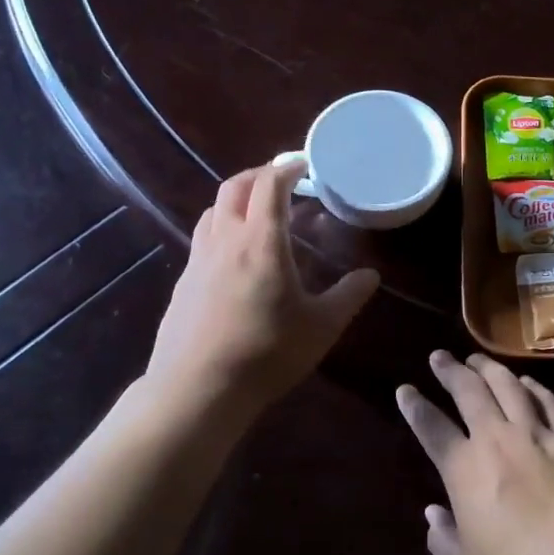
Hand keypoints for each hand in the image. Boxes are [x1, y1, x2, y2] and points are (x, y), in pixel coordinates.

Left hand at [146, 161, 378, 413]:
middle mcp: (225, 241)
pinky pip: (203, 237)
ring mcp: (198, 260)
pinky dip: (222, 227)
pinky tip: (235, 255)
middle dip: (258, 174)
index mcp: (261, 242)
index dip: (286, 168)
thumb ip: (348, 296)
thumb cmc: (266, 354)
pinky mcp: (183, 282)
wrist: (198, 390)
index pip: (269, 185)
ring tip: (258, 212)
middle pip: (234, 187)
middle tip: (282, 180)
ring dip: (236, 199)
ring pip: (213, 210)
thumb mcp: (321, 327)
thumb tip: (370, 275)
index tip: (303, 164)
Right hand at [396, 351, 553, 554]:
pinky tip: (526, 381)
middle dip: (451, 371)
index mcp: (465, 469)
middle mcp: (497, 439)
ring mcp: (537, 434)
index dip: (415, 407)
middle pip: (469, 391)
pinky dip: (532, 386)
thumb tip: (433, 513)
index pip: (432, 428)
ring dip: (489, 368)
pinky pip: (547, 401)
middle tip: (440, 357)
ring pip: (508, 385)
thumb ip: (443, 539)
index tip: (405, 390)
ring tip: (478, 359)